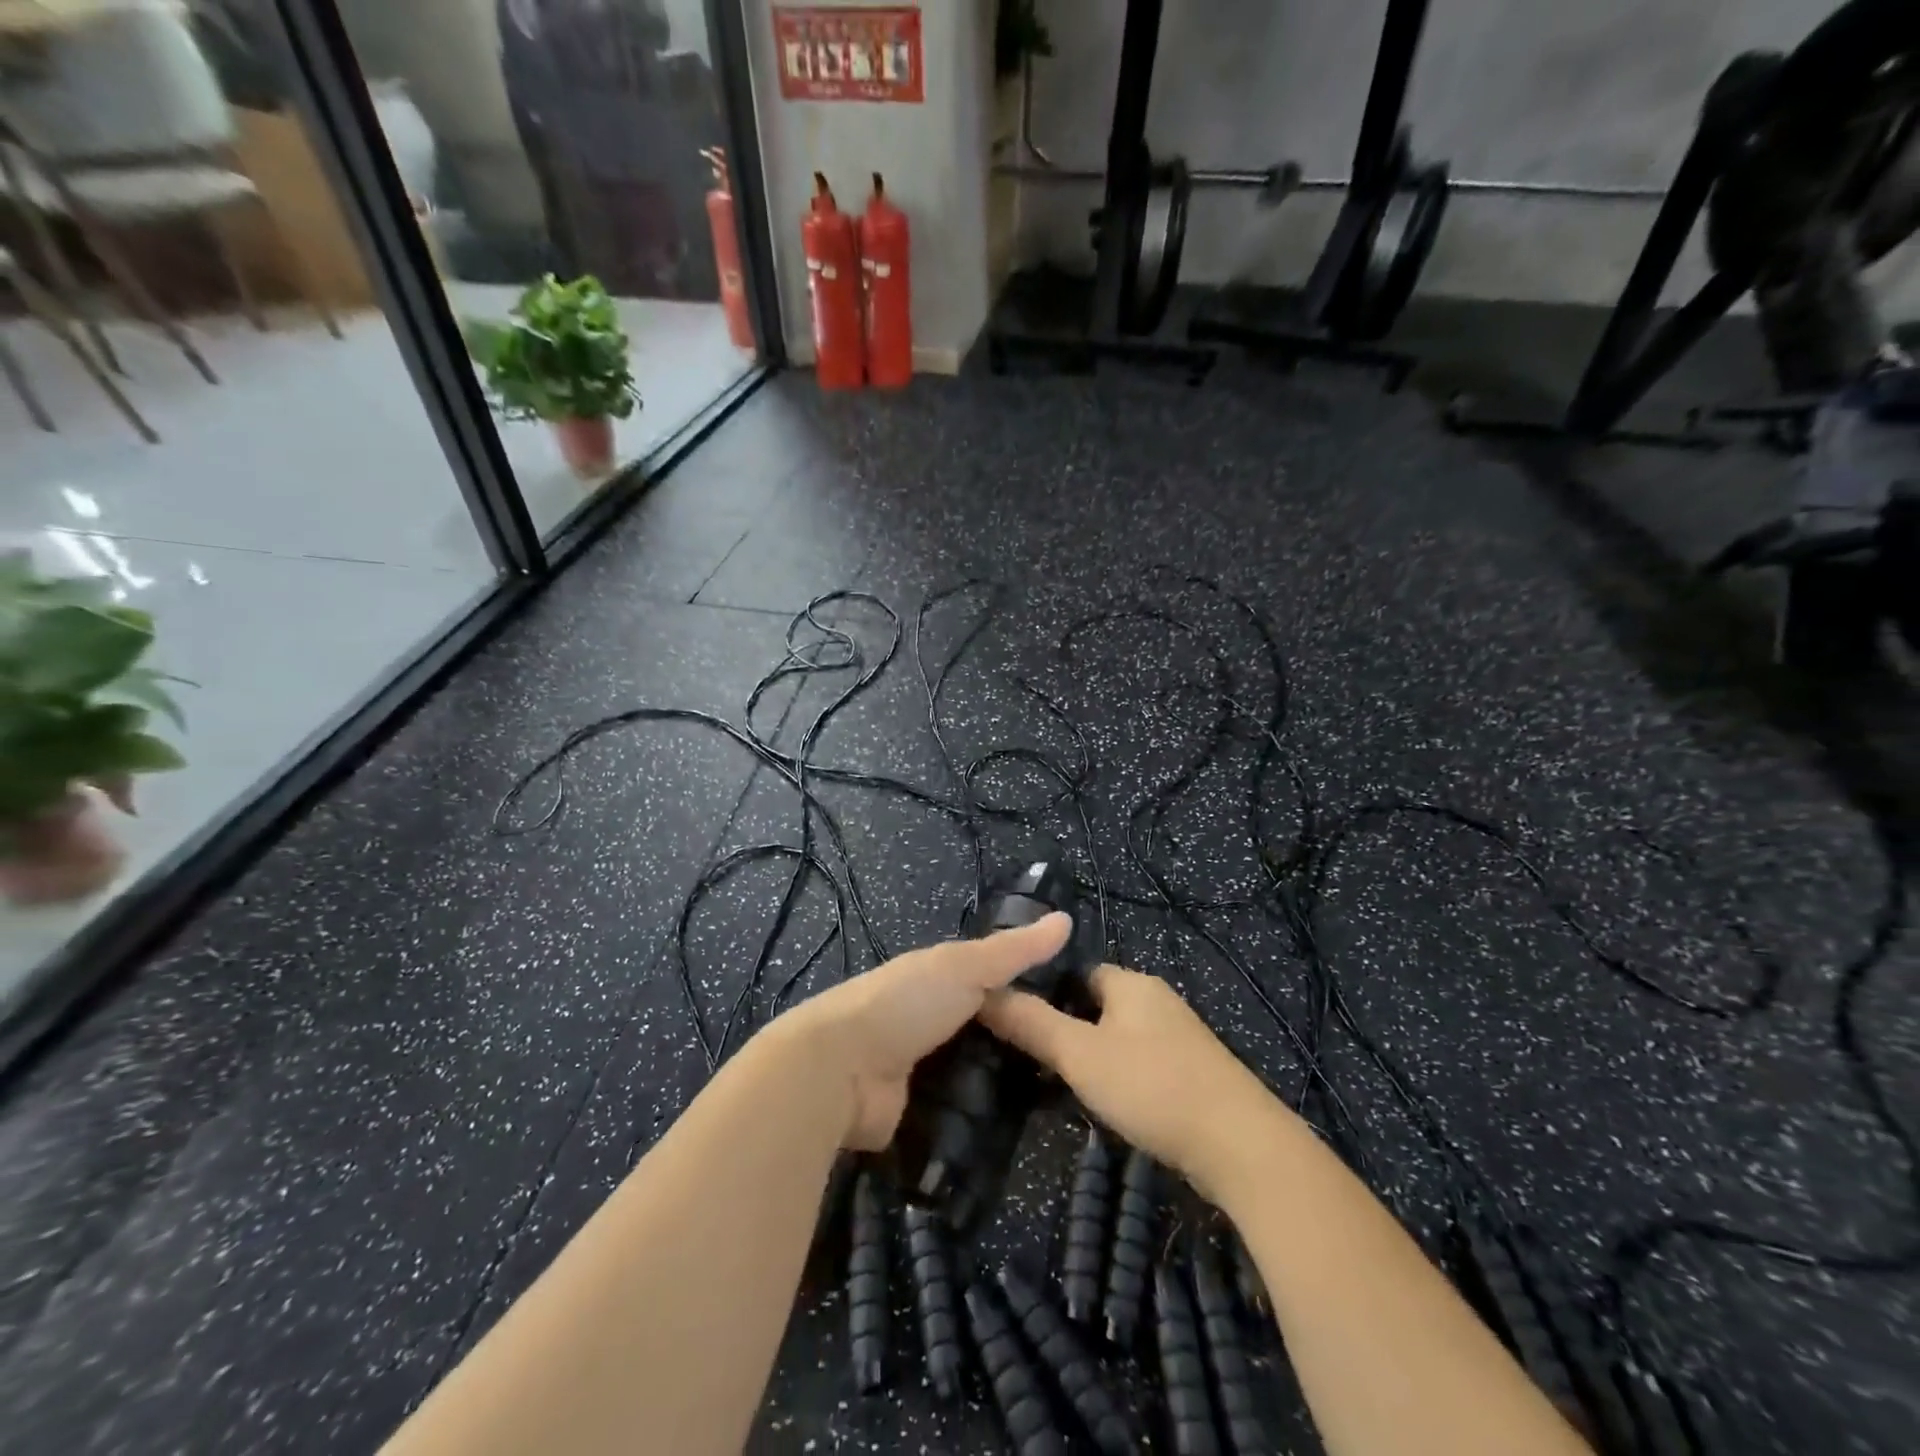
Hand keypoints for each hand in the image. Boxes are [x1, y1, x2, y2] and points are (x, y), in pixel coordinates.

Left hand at [778, 913, 1072, 1151]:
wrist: (841, 1070)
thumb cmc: (905, 1004)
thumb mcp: (964, 967)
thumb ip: (1013, 951)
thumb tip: (1067, 919)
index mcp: (933, 980)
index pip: (987, 982)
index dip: (1024, 991)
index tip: (1072, 1008)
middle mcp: (924, 1022)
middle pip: (980, 1032)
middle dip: (1015, 1046)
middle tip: (1071, 1063)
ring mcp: (915, 1071)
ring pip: (970, 1075)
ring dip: (999, 1086)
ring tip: (1057, 1102)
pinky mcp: (912, 1117)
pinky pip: (955, 1116)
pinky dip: (978, 1121)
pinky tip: (1018, 1132)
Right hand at [978, 964, 1281, 1200]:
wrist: (1242, 1146)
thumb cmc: (1152, 1086)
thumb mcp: (1080, 1055)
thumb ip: (1031, 1023)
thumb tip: (983, 993)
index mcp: (1131, 983)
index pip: (1077, 972)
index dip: (1046, 993)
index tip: (1017, 1023)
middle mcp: (1157, 1000)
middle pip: (1097, 1005)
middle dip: (1067, 1029)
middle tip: (1031, 1062)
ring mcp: (1180, 1038)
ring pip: (1119, 1037)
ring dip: (1093, 1058)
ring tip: (1061, 1089)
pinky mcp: (1194, 1074)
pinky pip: (1142, 1064)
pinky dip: (1121, 1078)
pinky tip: (1110, 1108)